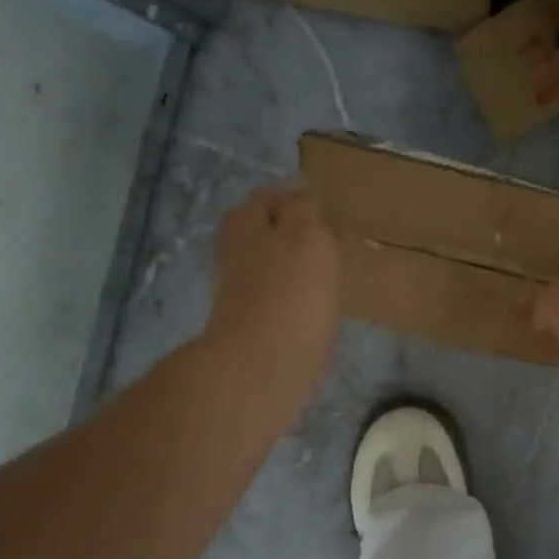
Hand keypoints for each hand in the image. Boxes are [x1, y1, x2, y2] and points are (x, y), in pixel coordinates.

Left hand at [205, 181, 340, 402]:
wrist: (262, 364)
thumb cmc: (290, 292)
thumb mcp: (308, 237)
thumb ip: (304, 210)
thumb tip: (302, 194)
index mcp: (245, 222)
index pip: (269, 196)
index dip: (296, 196)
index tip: (324, 205)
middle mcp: (233, 249)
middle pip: (261, 229)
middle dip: (288, 229)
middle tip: (325, 237)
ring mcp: (236, 288)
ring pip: (266, 263)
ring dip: (289, 263)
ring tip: (323, 269)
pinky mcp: (246, 321)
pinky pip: (272, 296)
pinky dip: (290, 294)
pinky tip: (311, 303)